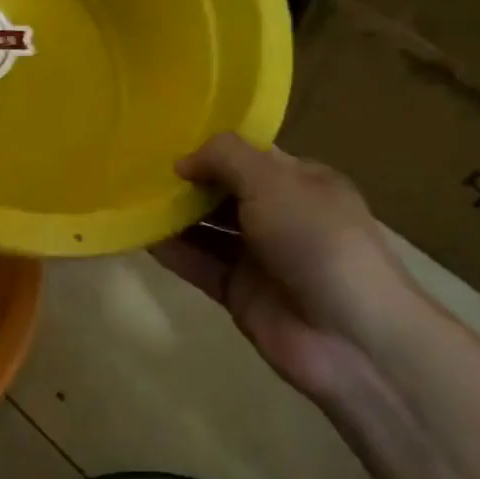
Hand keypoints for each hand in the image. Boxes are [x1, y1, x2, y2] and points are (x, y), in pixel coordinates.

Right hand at [150, 134, 424, 404]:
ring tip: (127, 197)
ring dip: (171, 215)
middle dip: (185, 181)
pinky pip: (196, 264)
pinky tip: (137, 235)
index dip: (211, 149)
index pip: (249, 156)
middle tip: (134, 168)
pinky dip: (170, 251)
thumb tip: (182, 162)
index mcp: (300, 183)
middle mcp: (279, 215)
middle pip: (222, 191)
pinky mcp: (237, 292)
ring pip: (205, 228)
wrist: (352, 338)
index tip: (164, 140)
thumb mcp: (274, 182)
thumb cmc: (318, 241)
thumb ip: (225, 158)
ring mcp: (257, 257)